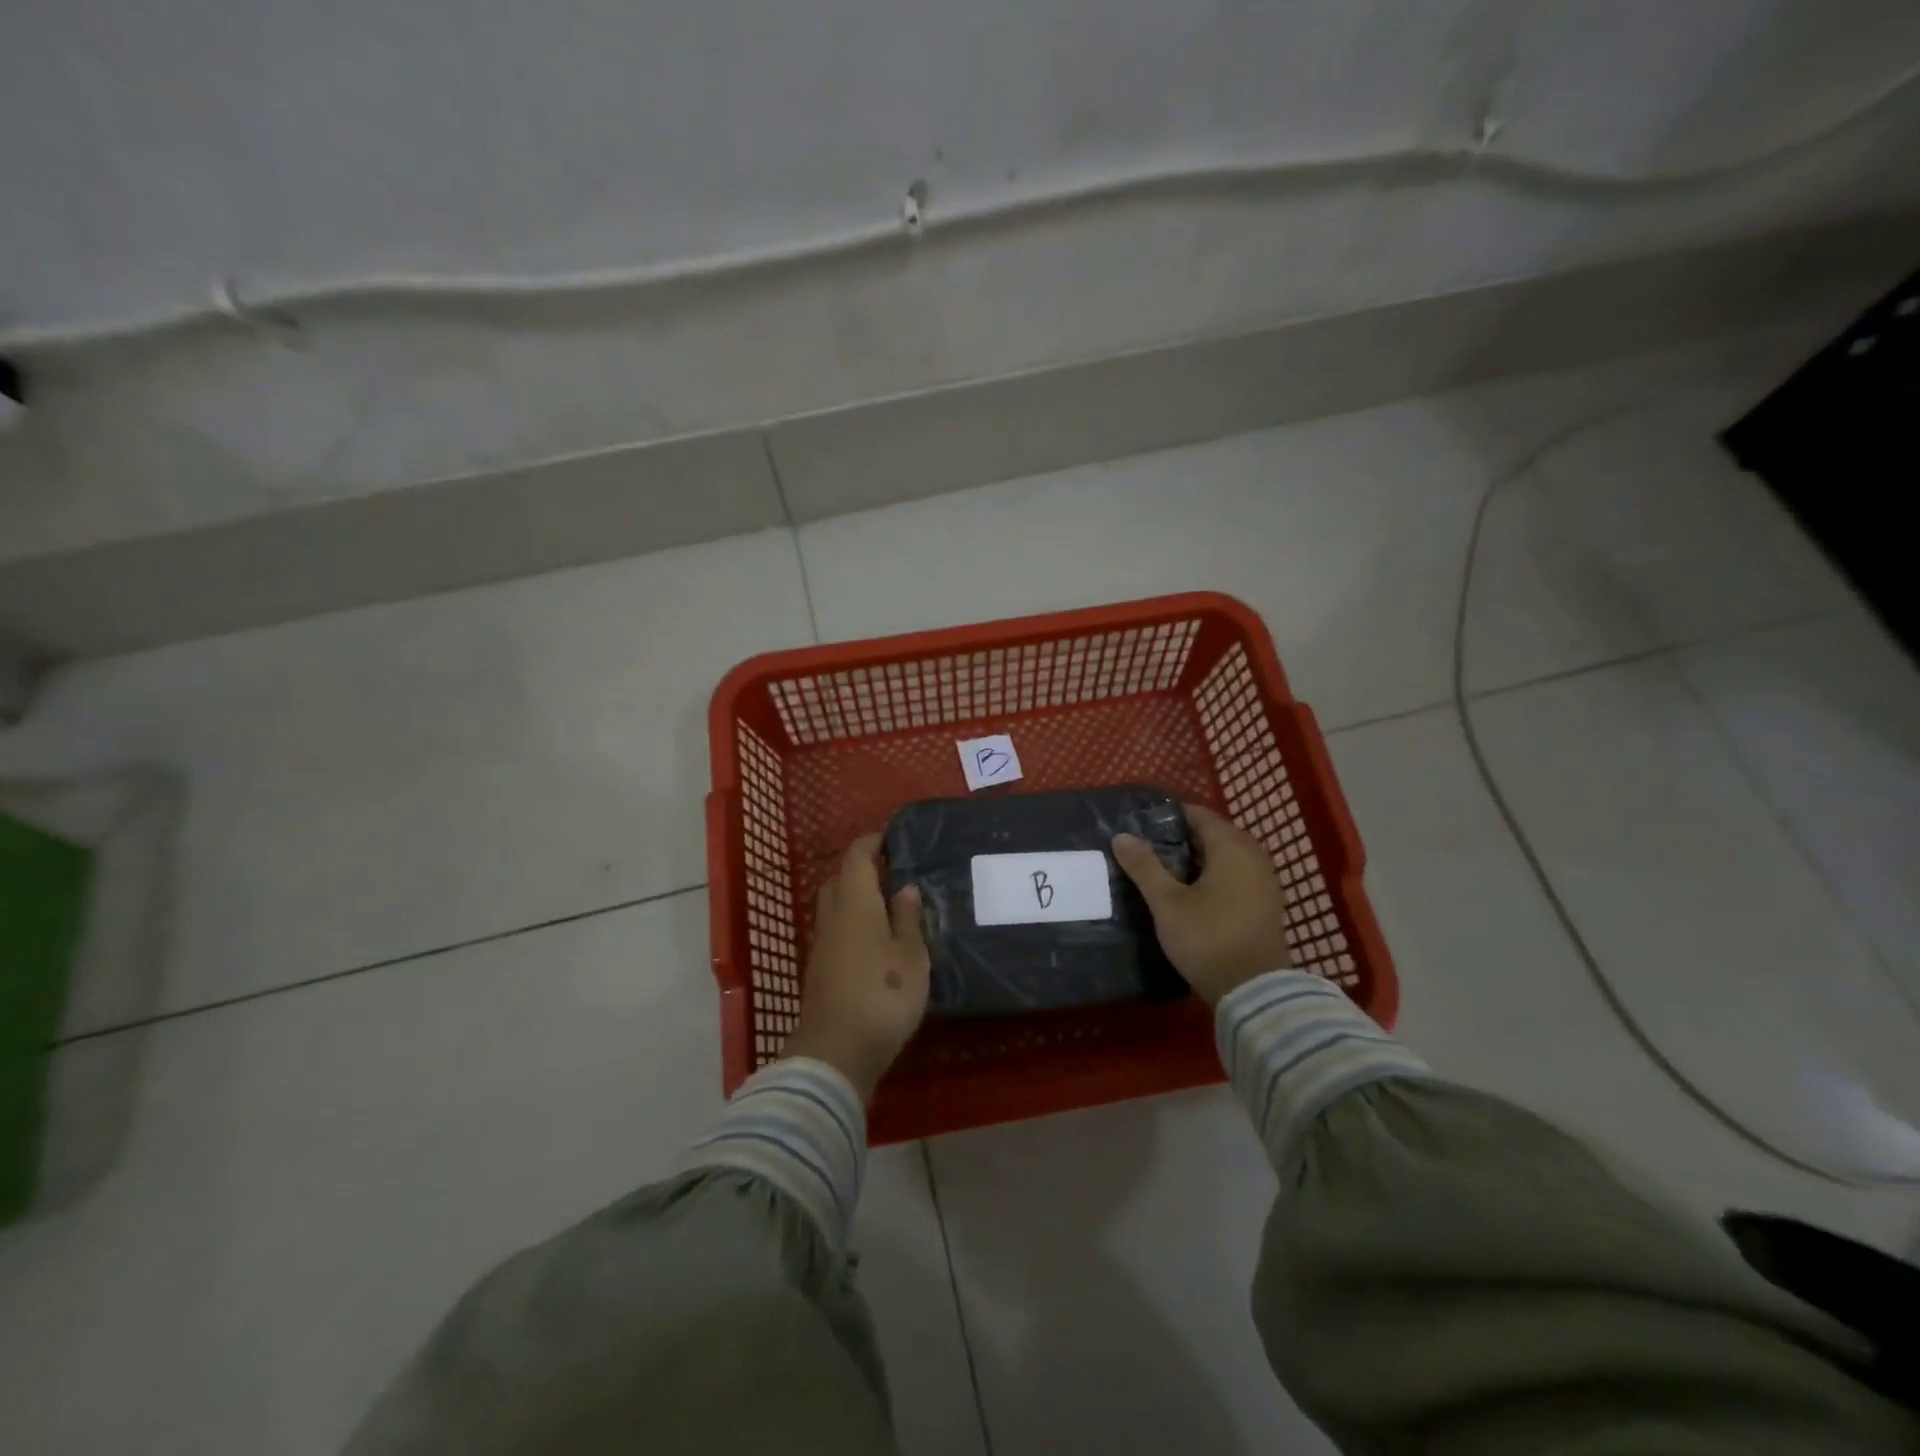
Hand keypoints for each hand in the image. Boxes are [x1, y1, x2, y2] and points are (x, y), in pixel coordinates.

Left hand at [784, 834, 930, 1102]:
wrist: (835, 1052)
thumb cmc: (882, 994)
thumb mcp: (910, 955)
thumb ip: (907, 917)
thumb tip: (904, 886)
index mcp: (855, 903)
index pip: (857, 857)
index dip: (872, 843)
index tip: (892, 839)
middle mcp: (832, 917)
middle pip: (840, 880)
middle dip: (861, 870)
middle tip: (892, 873)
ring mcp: (821, 946)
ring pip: (834, 907)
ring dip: (856, 899)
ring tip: (888, 907)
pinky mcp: (819, 972)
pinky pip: (835, 932)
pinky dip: (852, 925)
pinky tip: (874, 942)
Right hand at [1112, 804, 1292, 1006]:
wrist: (1254, 991)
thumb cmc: (1208, 938)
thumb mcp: (1167, 903)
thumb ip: (1144, 866)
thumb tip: (1121, 836)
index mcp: (1231, 847)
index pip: (1199, 815)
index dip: (1169, 816)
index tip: (1141, 825)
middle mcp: (1254, 856)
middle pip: (1214, 833)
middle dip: (1182, 837)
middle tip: (1148, 848)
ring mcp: (1265, 881)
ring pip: (1226, 856)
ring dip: (1199, 858)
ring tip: (1165, 869)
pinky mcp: (1266, 903)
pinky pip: (1237, 875)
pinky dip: (1215, 875)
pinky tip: (1192, 891)